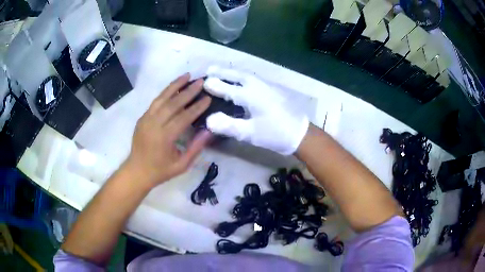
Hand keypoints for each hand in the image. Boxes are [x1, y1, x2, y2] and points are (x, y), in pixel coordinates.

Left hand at [125, 73, 211, 186]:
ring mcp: (146, 119)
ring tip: (187, 76)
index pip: (184, 117)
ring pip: (162, 98)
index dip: (197, 107)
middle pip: (173, 103)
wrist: (137, 171)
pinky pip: (155, 102)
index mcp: (165, 137)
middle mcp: (154, 124)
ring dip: (175, 85)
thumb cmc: (161, 170)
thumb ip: (195, 148)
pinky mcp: (142, 117)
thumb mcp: (182, 165)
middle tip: (200, 82)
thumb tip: (208, 131)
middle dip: (188, 91)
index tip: (208, 98)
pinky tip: (173, 87)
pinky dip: (165, 92)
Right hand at [203, 66, 308, 154]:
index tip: (202, 82)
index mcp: (251, 95)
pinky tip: (240, 81)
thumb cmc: (276, 134)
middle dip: (222, 72)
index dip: (214, 85)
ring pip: (245, 75)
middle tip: (209, 69)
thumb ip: (229, 126)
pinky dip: (241, 77)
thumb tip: (208, 120)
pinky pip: (252, 79)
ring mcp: (267, 86)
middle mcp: (258, 86)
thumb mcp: (251, 133)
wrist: (301, 133)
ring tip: (221, 72)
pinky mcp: (272, 90)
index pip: (228, 88)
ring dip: (231, 72)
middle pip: (237, 75)